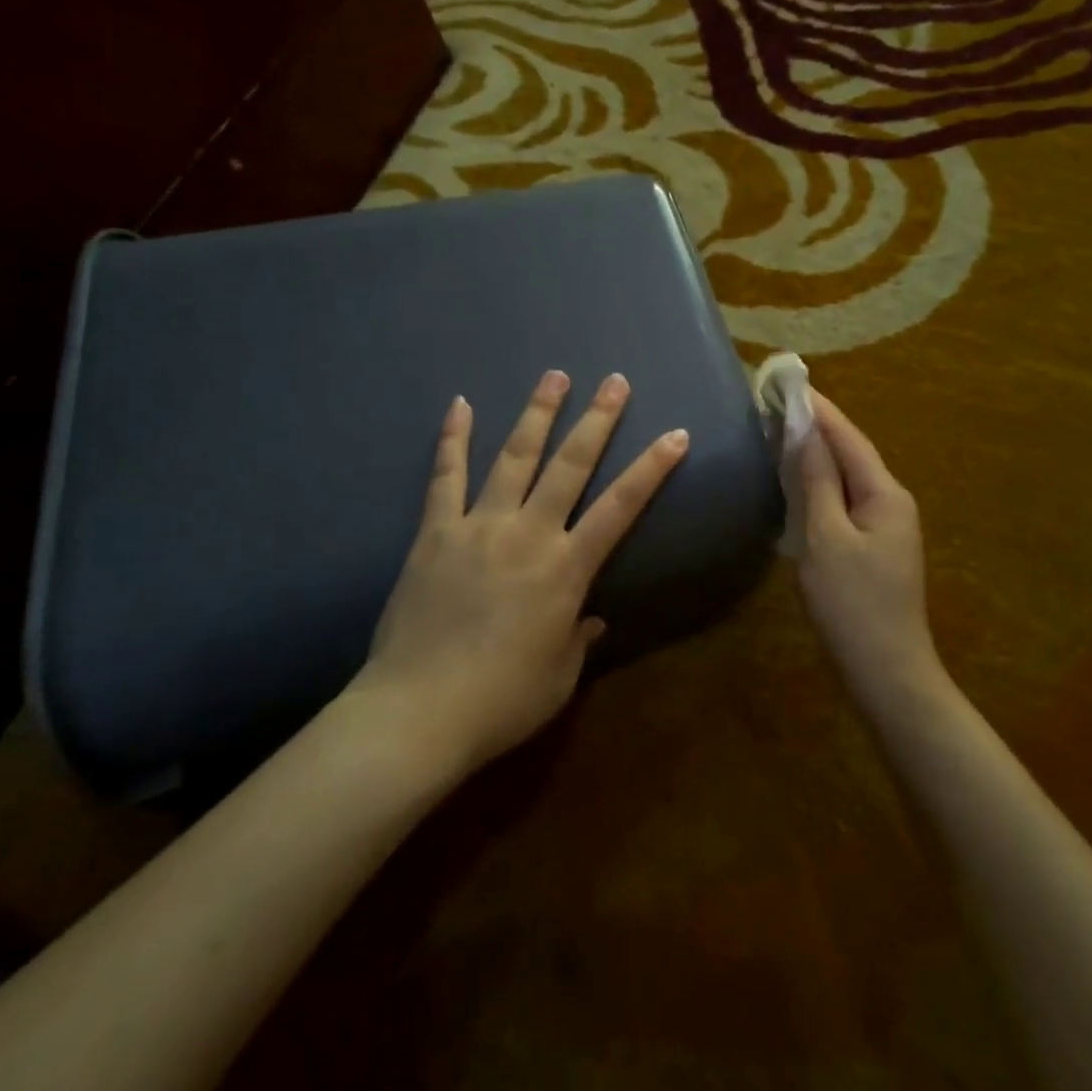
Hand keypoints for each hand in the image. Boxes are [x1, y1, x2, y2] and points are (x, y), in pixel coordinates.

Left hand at [351, 371, 687, 770]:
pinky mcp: (434, 533)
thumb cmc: (500, 702)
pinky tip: (460, 404)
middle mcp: (527, 534)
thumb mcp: (557, 677)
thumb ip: (578, 639)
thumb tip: (592, 618)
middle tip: (615, 381)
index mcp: (565, 569)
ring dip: (537, 415)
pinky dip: (453, 439)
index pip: (620, 508)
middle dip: (597, 420)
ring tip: (555, 376)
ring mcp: (478, 527)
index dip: (651, 469)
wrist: (416, 714)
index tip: (675, 434)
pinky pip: (444, 477)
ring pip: (514, 458)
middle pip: (570, 466)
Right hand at [797, 393, 940, 706]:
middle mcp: (891, 502)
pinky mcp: (873, 548)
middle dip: (817, 427)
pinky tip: (799, 482)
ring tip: (783, 431)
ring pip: (848, 478)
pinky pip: (845, 501)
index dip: (819, 409)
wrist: (887, 672)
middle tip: (778, 403)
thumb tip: (804, 431)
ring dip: (818, 454)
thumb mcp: (827, 537)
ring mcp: (885, 526)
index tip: (788, 382)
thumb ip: (816, 481)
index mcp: (885, 493)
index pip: (848, 437)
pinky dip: (820, 484)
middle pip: (851, 453)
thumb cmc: (853, 603)